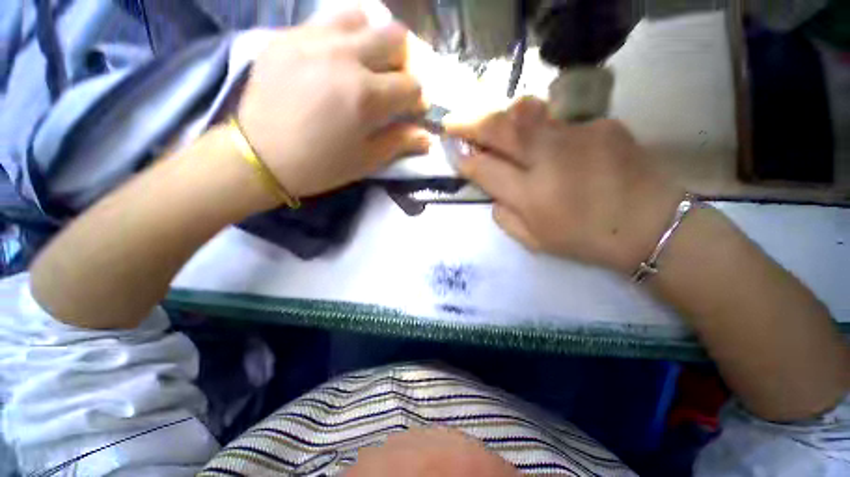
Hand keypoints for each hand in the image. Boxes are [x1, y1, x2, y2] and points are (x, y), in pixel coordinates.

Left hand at [237, 11, 429, 198]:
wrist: (260, 156)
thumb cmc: (320, 165)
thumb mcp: (366, 161)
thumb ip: (400, 143)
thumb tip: (427, 136)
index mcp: (367, 96)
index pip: (411, 84)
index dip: (417, 98)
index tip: (412, 108)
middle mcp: (345, 57)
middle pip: (394, 36)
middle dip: (402, 60)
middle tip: (392, 81)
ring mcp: (313, 40)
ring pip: (362, 16)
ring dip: (372, 38)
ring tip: (364, 61)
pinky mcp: (288, 35)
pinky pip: (326, 20)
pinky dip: (341, 35)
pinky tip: (334, 58)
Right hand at [448, 97, 683, 274]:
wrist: (652, 225)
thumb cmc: (586, 240)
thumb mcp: (534, 241)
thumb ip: (504, 216)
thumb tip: (492, 191)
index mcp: (531, 195)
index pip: (485, 169)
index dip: (464, 159)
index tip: (453, 152)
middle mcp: (550, 159)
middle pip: (500, 129)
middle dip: (470, 122)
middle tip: (453, 121)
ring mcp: (578, 135)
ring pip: (526, 113)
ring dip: (500, 117)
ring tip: (492, 124)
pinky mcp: (601, 123)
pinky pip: (558, 122)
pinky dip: (541, 130)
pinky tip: (547, 144)